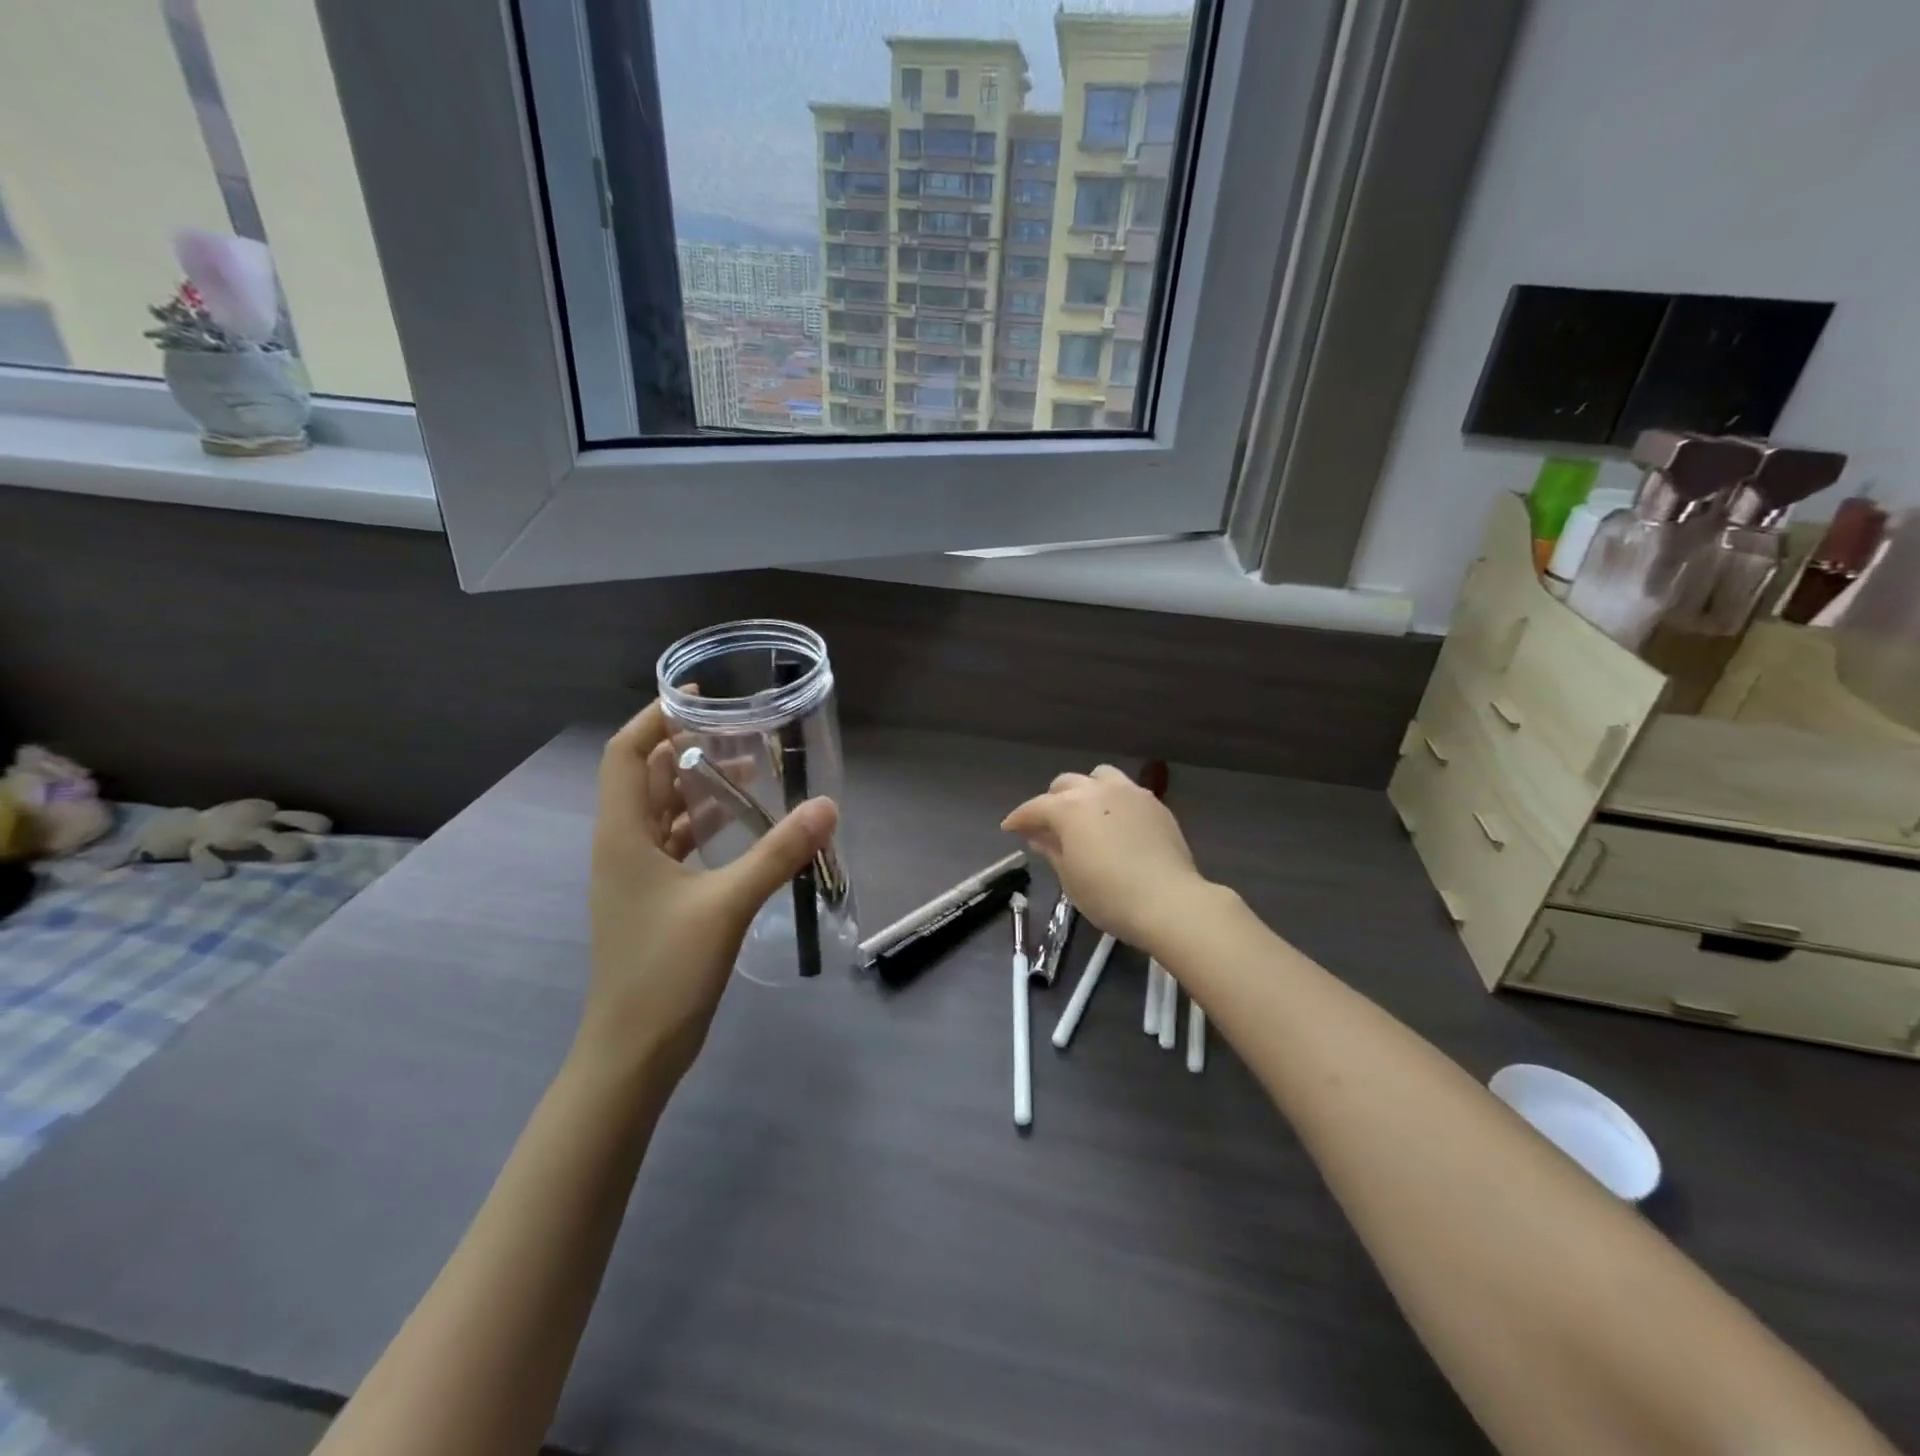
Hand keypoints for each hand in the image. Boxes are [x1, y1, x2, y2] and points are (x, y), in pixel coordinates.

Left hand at [582, 703, 837, 1084]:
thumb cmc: (665, 971)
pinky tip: (741, 827)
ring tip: (748, 770)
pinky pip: (675, 844)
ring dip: (699, 787)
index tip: (698, 695)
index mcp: (622, 835)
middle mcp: (622, 846)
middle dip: (688, 747)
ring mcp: (636, 876)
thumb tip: (827, 806)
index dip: (655, 717)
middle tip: (739, 729)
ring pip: (663, 812)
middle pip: (647, 778)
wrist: (632, 1052)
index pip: (627, 754)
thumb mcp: (727, 905)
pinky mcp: (653, 900)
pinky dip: (703, 825)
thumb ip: (778, 853)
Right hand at [1002, 765, 1207, 953]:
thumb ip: (1052, 850)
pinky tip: (1115, 823)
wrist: (1169, 901)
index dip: (1019, 819)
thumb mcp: (1070, 878)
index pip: (1034, 807)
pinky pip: (1126, 791)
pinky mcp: (1155, 804)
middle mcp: (1097, 791)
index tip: (1010, 828)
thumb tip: (1039, 836)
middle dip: (1051, 801)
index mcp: (1069, 809)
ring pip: (1099, 776)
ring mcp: (1130, 793)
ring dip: (1085, 790)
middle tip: (1048, 826)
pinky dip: (1113, 800)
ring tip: (1085, 813)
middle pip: (1065, 784)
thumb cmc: (1109, 896)